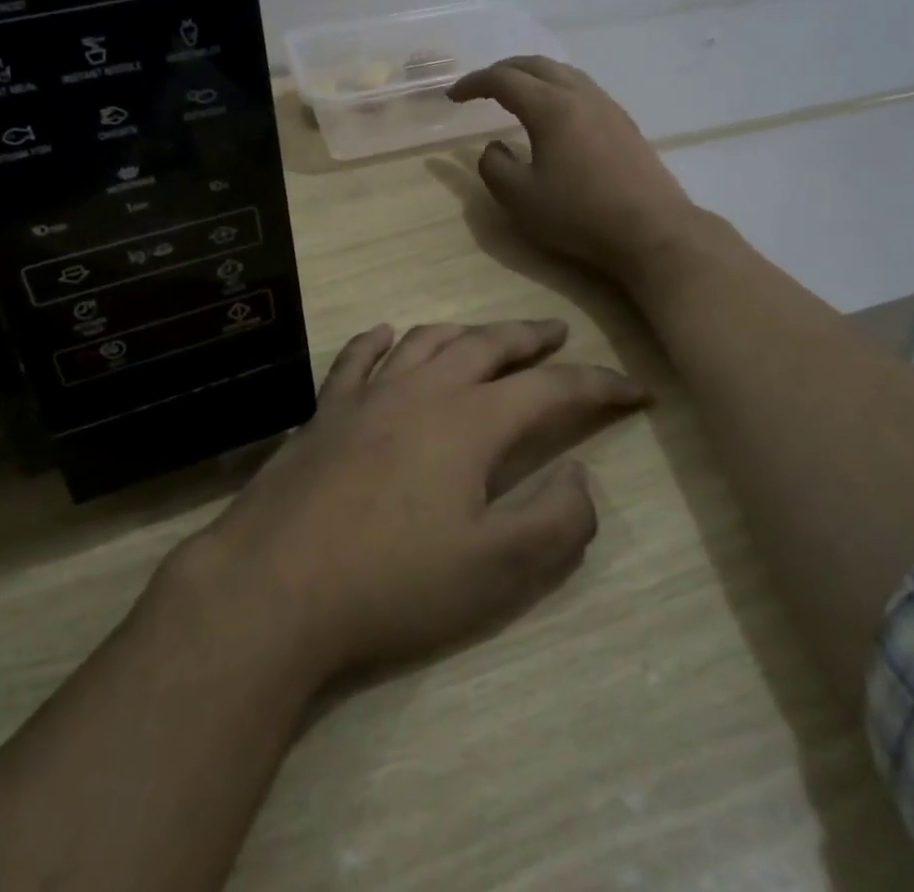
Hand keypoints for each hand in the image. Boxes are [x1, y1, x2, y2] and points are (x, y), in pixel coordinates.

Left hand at [178, 319, 644, 684]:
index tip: (637, 389)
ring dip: (464, 332)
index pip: (552, 388)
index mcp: (471, 422)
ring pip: (427, 341)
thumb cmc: (394, 581)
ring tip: (485, 335)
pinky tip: (387, 336)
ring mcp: (368, 394)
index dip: (600, 385)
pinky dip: (380, 340)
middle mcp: (423, 391)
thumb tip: (581, 473)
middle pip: (487, 346)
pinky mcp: (326, 411)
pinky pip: (358, 357)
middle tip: (557, 332)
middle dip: (529, 337)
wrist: (277, 582)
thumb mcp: (495, 569)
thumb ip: (555, 520)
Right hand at [448, 56, 703, 287]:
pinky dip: (556, 87)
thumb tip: (493, 147)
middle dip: (502, 70)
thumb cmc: (579, 215)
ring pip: (563, 72)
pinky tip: (555, 112)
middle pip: (535, 65)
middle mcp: (580, 95)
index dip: (474, 83)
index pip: (503, 79)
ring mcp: (607, 106)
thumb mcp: (520, 198)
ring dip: (532, 75)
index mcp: (550, 107)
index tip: (453, 96)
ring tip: (515, 92)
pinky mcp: (624, 122)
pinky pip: (582, 88)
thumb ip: (494, 167)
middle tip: (480, 86)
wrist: (651, 230)